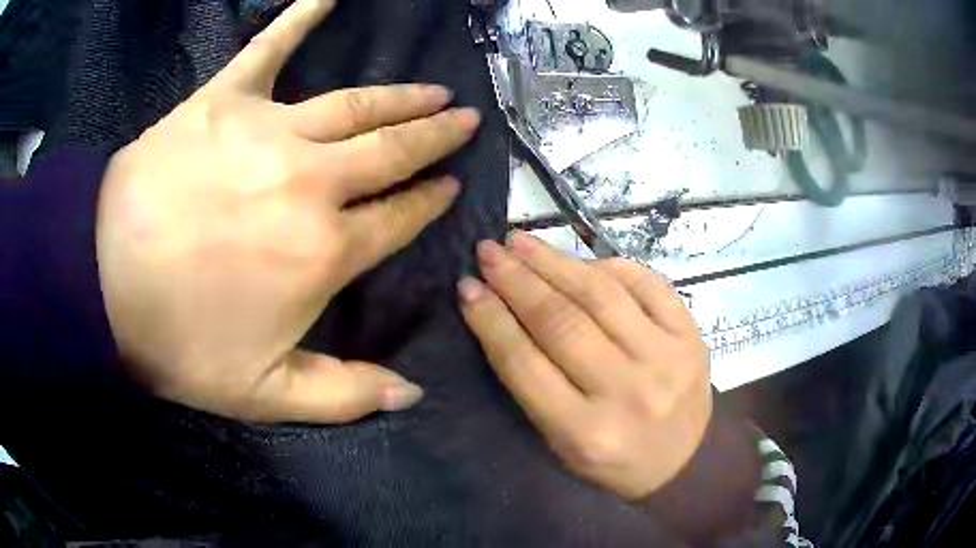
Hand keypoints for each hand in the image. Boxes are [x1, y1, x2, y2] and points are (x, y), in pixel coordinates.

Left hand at [97, 0, 480, 423]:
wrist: (99, 282)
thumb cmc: (178, 343)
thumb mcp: (264, 395)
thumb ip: (344, 395)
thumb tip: (412, 394)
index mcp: (324, 253)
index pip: (399, 219)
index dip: (430, 202)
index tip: (451, 185)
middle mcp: (312, 182)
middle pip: (391, 151)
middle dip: (435, 137)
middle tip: (465, 121)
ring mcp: (268, 131)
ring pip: (356, 104)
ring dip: (402, 96)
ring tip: (433, 90)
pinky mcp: (224, 101)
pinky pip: (269, 48)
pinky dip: (300, 15)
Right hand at [459, 232, 711, 499]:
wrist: (687, 461)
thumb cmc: (613, 460)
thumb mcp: (561, 441)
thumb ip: (533, 384)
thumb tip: (503, 313)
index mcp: (584, 432)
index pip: (525, 363)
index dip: (491, 319)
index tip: (468, 287)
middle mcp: (627, 392)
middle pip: (562, 321)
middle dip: (517, 279)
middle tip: (489, 251)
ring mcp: (666, 358)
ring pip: (601, 295)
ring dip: (555, 261)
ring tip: (522, 243)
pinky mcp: (691, 336)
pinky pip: (647, 283)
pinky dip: (609, 265)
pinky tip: (581, 260)